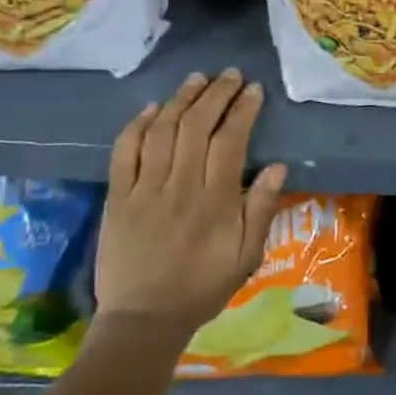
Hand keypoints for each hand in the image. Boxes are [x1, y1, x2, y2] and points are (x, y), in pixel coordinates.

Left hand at [94, 69, 287, 332]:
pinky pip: (124, 153)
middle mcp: (180, 187)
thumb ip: (261, 210)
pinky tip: (151, 108)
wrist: (144, 319)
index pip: (230, 141)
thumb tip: (277, 167)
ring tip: (197, 79)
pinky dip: (136, 126)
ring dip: (180, 100)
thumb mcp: (247, 256)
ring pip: (162, 132)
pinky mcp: (117, 198)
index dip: (242, 111)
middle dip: (216, 95)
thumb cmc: (203, 287)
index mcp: (216, 202)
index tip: (253, 90)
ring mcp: (144, 191)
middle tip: (230, 75)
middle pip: (196, 127)